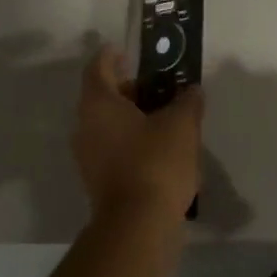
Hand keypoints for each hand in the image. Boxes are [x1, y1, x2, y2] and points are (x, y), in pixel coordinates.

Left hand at [73, 47, 201, 223]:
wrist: (137, 225)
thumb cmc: (155, 162)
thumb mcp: (182, 125)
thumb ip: (187, 102)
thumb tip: (191, 91)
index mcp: (98, 104)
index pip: (97, 67)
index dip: (111, 56)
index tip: (127, 51)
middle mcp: (85, 126)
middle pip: (102, 97)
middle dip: (129, 88)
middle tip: (158, 86)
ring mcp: (88, 156)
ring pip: (108, 125)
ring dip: (132, 118)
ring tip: (165, 117)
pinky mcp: (98, 180)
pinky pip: (113, 149)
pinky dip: (131, 142)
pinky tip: (159, 149)